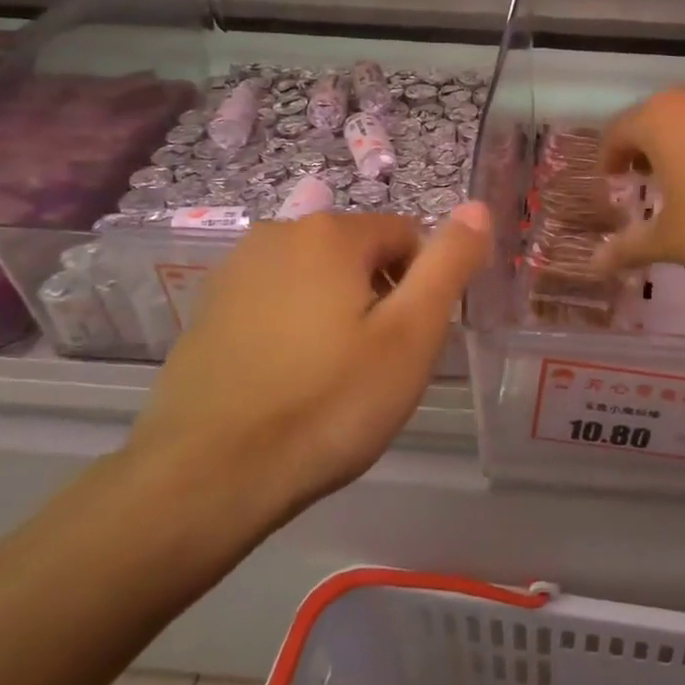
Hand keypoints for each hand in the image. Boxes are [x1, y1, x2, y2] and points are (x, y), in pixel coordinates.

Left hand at [129, 205, 491, 530]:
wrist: (210, 476)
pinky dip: (293, 329)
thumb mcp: (410, 335)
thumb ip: (449, 264)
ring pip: (316, 280)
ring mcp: (234, 272)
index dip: (422, 286)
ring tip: (332, 379)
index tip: (410, 342)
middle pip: (359, 254)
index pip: (408, 235)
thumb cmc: (329, 404)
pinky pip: (274, 304)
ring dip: (336, 313)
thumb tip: (478, 207)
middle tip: (376, 366)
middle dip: (379, 298)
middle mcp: (277, 234)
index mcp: (330, 233)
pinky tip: (287, 383)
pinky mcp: (206, 311)